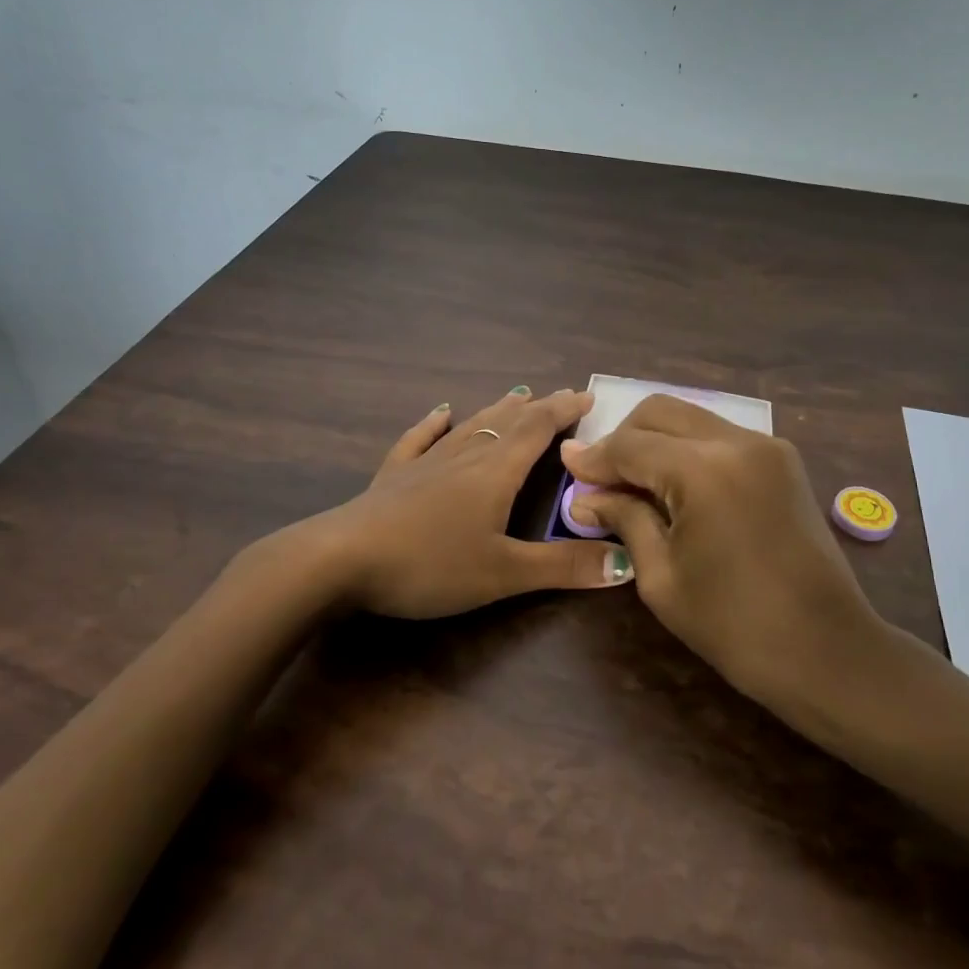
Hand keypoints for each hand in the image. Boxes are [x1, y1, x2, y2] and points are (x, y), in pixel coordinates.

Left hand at [325, 386, 635, 619]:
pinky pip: (419, 439)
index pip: (538, 430)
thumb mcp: (503, 573)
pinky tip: (440, 412)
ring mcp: (426, 462)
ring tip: (517, 395)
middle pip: (507, 422)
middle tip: (561, 396)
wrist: (341, 559)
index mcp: (496, 472)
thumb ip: (563, 567)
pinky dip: (434, 424)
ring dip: (497, 410)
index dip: (565, 410)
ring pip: (470, 426)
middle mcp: (465, 456)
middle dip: (538, 408)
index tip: (587, 395)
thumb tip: (627, 563)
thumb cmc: (430, 564)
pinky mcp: (394, 476)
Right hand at [560, 395, 888, 704]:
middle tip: (602, 479)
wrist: (827, 650)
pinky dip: (688, 450)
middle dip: (623, 438)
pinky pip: (719, 436)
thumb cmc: (734, 626)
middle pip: (660, 412)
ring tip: (636, 485)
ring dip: (656, 441)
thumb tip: (586, 495)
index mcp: (704, 470)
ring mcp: (767, 446)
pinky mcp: (783, 460)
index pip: (630, 445)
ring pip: (691, 418)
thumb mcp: (662, 576)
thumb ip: (625, 519)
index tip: (565, 466)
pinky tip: (677, 487)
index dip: (593, 457)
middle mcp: (737, 441)